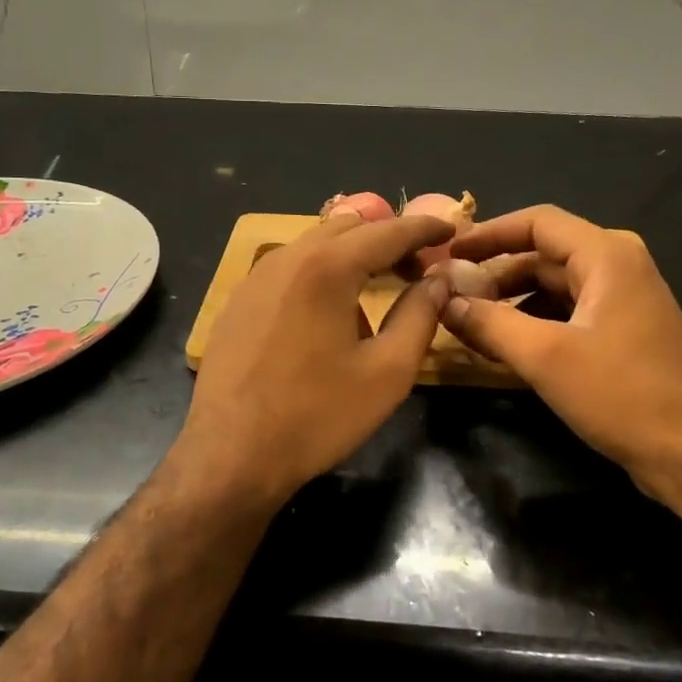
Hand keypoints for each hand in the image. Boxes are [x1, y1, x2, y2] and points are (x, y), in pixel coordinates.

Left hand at [182, 210, 454, 505]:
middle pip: (348, 227)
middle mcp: (287, 257)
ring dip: (353, 255)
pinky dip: (321, 272)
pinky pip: (289, 269)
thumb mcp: (387, 371)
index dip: (423, 228)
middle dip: (388, 238)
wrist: (230, 454)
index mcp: (327, 267)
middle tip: (417, 268)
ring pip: (315, 244)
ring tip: (376, 290)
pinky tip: (329, 314)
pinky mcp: (238, 300)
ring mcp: (256, 277)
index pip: (387, 231)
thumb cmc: (317, 416)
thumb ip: (420, 315)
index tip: (450, 230)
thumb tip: (438, 279)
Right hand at [439, 206, 681, 504]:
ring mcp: (623, 302)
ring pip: (553, 287)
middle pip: (543, 254)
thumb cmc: (623, 393)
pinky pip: (568, 313)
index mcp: (607, 255)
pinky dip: (534, 323)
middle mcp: (618, 267)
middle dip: (495, 273)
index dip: (489, 233)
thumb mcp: (545, 357)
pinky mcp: (623, 334)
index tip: (448, 252)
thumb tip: (445, 302)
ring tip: (469, 324)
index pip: (537, 221)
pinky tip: (505, 347)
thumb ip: (490, 323)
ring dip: (511, 302)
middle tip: (450, 295)